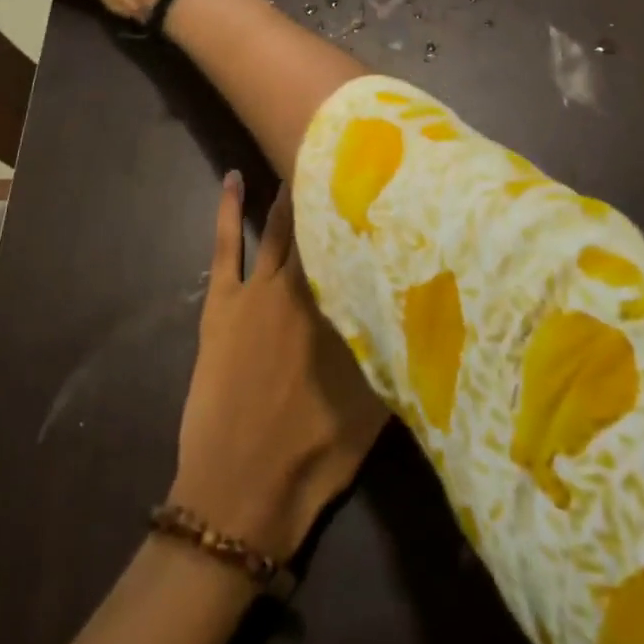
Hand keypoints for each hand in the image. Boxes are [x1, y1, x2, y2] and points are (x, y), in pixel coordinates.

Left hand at [170, 175, 388, 562]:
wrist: (239, 490)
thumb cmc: (313, 454)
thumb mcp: (375, 409)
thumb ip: (394, 352)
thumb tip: (422, 309)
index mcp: (340, 310)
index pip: (357, 249)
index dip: (367, 215)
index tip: (382, 179)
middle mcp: (302, 288)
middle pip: (318, 230)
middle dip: (330, 194)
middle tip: (342, 154)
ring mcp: (257, 291)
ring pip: (276, 229)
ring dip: (289, 196)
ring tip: (302, 159)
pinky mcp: (222, 301)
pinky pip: (224, 244)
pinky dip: (227, 209)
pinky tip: (233, 177)